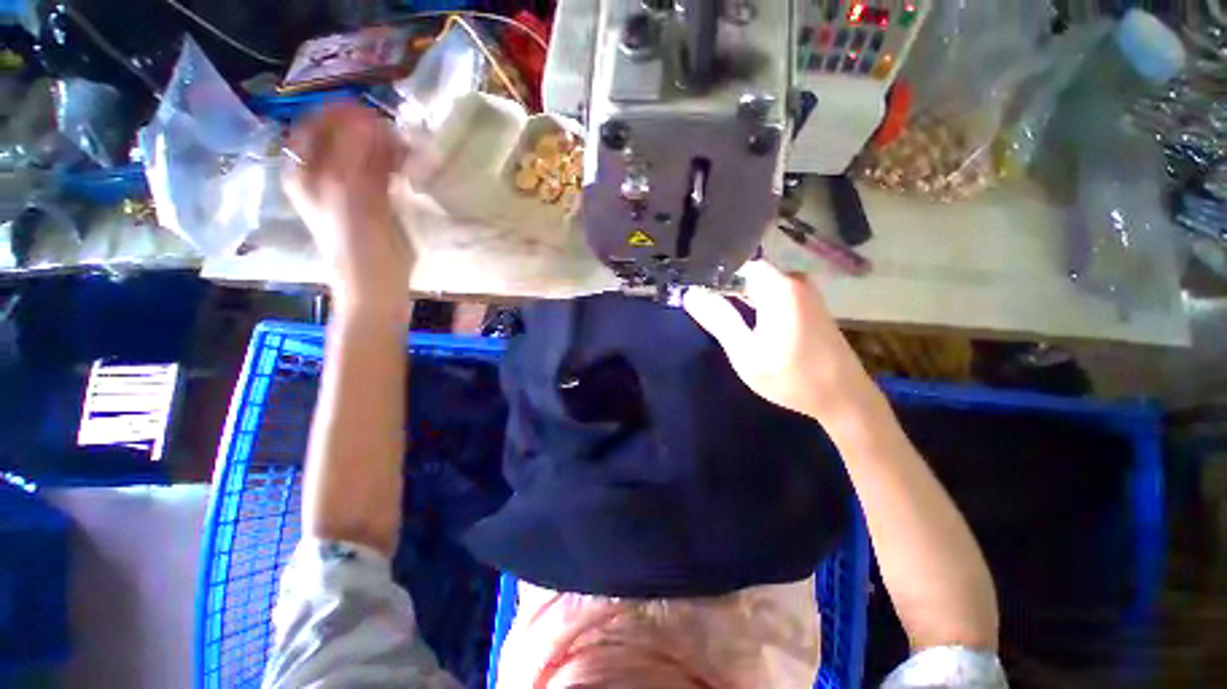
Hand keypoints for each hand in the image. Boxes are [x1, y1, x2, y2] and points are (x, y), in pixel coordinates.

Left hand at [285, 104, 412, 317]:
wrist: (375, 286)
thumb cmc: (359, 244)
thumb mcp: (349, 192)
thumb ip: (354, 151)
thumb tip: (367, 117)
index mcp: (304, 170)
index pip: (318, 122)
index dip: (344, 114)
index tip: (376, 116)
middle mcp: (321, 174)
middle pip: (342, 135)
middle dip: (370, 131)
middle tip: (398, 139)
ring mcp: (346, 188)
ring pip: (363, 152)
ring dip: (385, 148)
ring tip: (406, 155)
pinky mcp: (369, 202)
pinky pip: (378, 170)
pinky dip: (392, 164)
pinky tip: (406, 168)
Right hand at [683, 261, 880, 420]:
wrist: (843, 398)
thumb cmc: (792, 377)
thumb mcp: (746, 353)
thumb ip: (719, 320)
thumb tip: (691, 294)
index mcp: (780, 286)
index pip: (736, 262)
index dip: (712, 274)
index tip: (691, 288)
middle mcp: (794, 280)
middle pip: (747, 273)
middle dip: (722, 288)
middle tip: (699, 306)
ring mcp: (804, 292)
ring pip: (758, 285)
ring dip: (737, 298)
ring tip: (715, 313)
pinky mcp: (807, 304)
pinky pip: (771, 294)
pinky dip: (753, 304)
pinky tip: (743, 320)